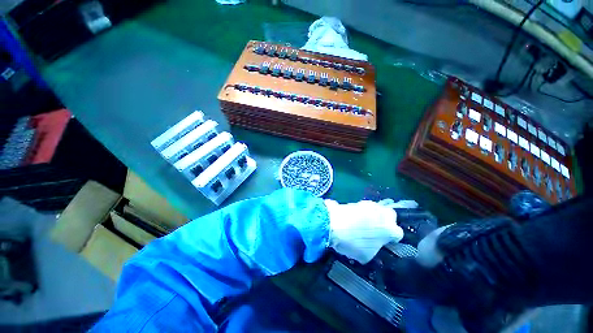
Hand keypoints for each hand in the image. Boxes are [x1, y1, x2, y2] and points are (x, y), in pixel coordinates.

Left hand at [324, 198, 408, 263]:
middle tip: (377, 230)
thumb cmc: (352, 243)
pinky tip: (354, 219)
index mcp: (390, 229)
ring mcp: (369, 205)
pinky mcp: (357, 201)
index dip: (392, 239)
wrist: (333, 224)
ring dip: (373, 216)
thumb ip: (374, 250)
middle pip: (390, 216)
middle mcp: (383, 213)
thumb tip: (372, 246)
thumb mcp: (366, 256)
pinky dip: (362, 212)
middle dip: (386, 222)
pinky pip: (364, 208)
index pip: (398, 234)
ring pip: (377, 210)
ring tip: (363, 224)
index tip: (385, 242)